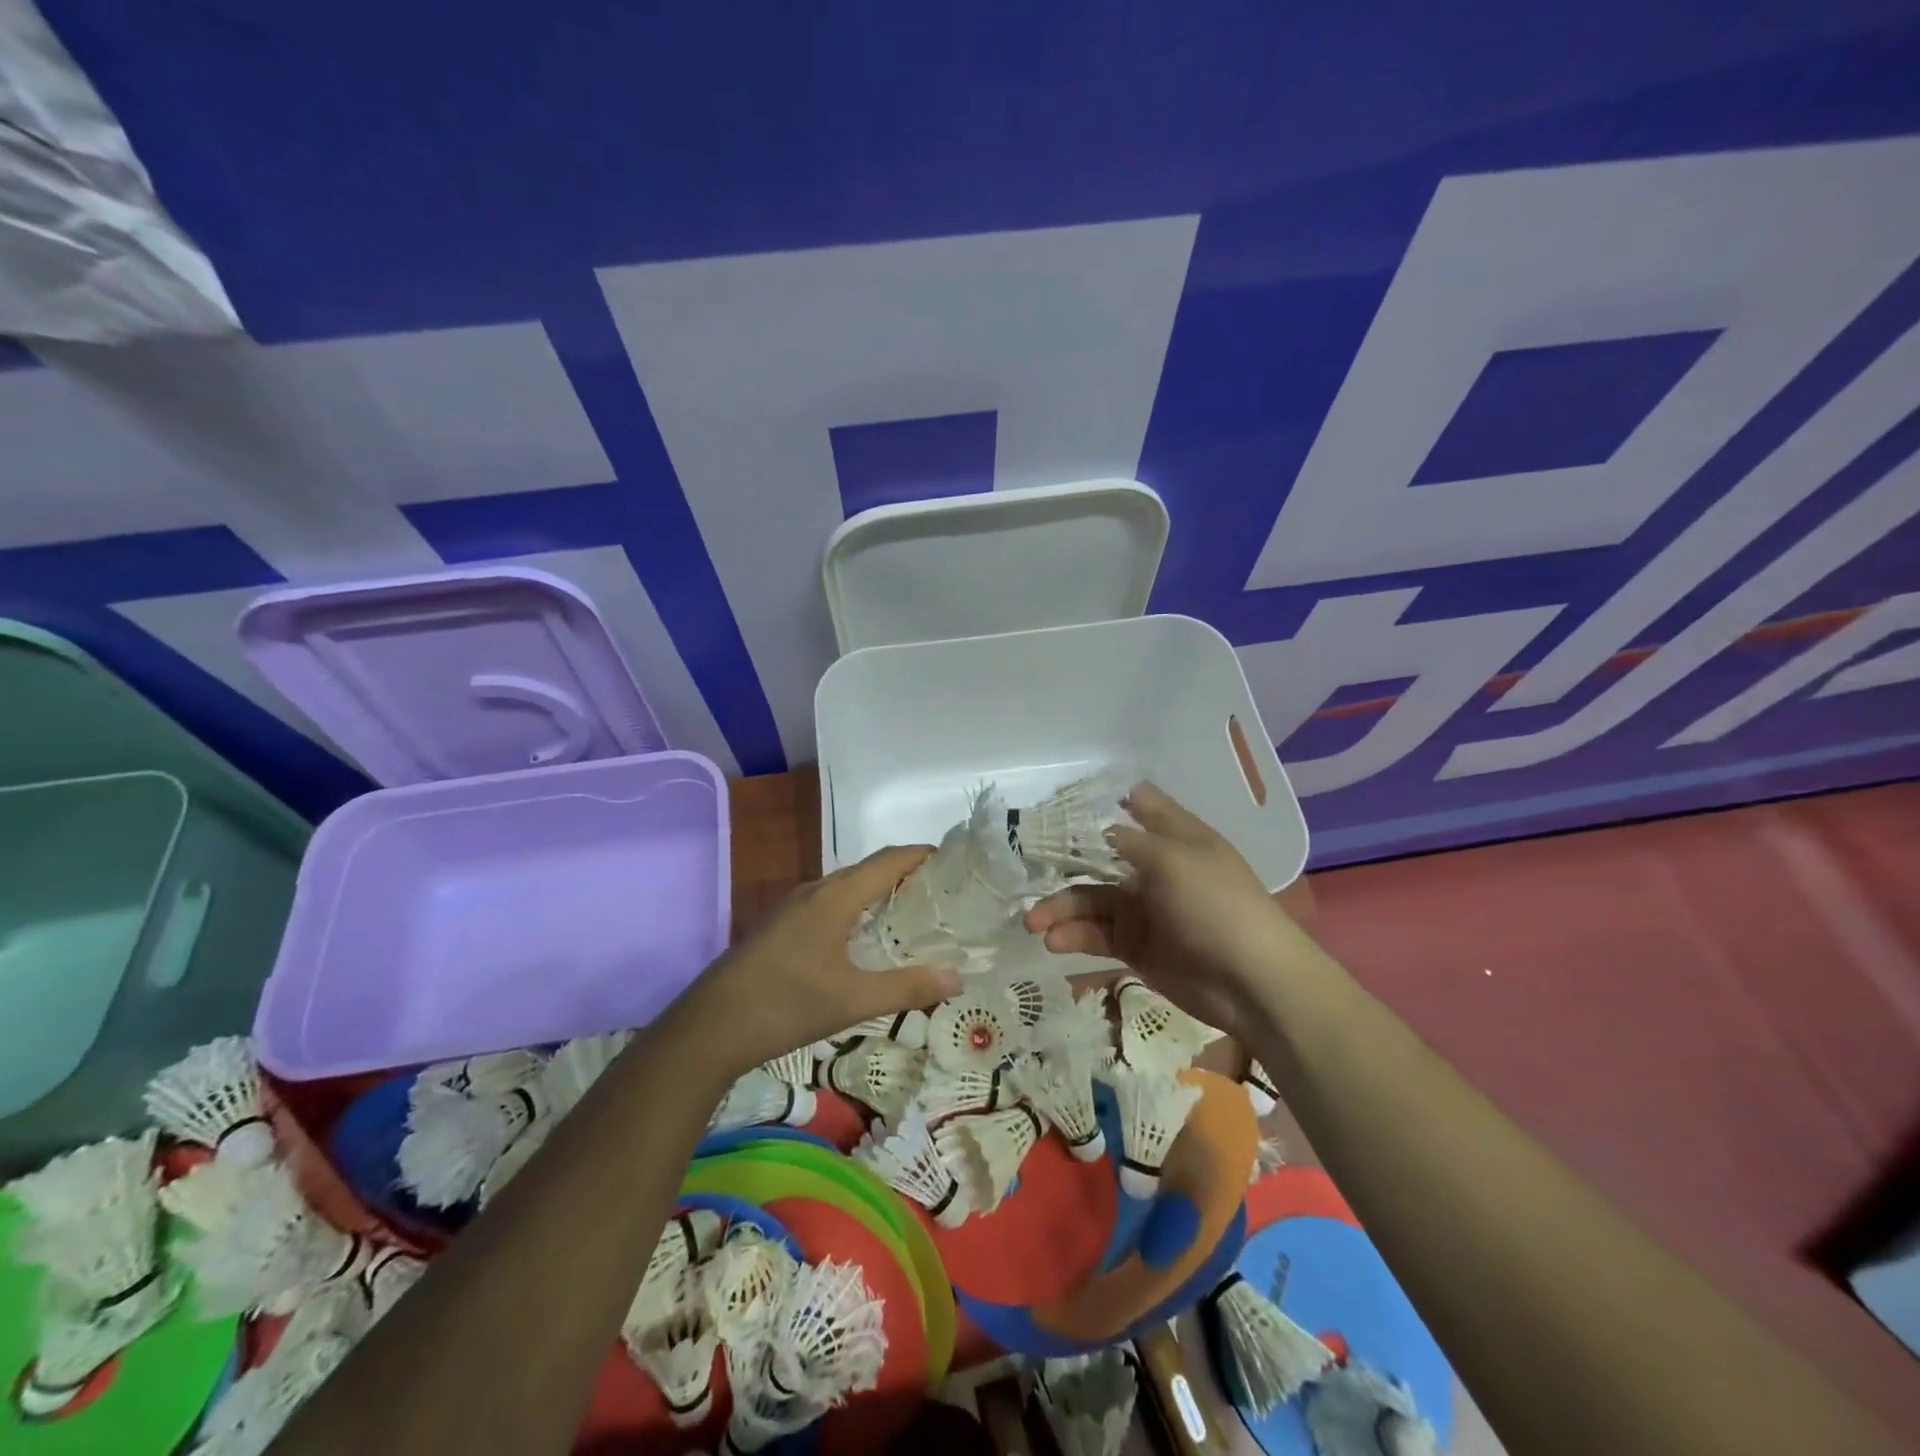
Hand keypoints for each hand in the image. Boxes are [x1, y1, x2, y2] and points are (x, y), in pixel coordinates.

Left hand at [682, 846, 962, 1073]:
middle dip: (903, 874)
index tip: (952, 860)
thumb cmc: (786, 1004)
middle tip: (939, 893)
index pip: (888, 860)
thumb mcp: (853, 1000)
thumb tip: (957, 978)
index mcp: (835, 897)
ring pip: (844, 888)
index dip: (920, 854)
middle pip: (866, 870)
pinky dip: (854, 910)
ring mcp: (791, 909)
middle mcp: (814, 892)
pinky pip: (827, 905)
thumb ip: (907, 987)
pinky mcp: (778, 929)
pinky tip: (861, 940)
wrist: (710, 1028)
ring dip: (876, 892)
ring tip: (908, 914)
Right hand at [1023, 783, 1303, 1040]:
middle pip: (1100, 858)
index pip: (1138, 807)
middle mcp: (1156, 869)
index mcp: (1175, 838)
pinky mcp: (1136, 948)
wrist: (1252, 983)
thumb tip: (1098, 827)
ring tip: (1033, 923)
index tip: (1063, 802)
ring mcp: (1145, 910)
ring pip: (1091, 901)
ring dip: (1061, 909)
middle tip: (1025, 871)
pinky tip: (1054, 941)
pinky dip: (1074, 937)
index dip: (1104, 802)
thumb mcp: (1173, 860)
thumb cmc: (1216, 906)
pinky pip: (1097, 936)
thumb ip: (1129, 841)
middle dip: (1063, 864)